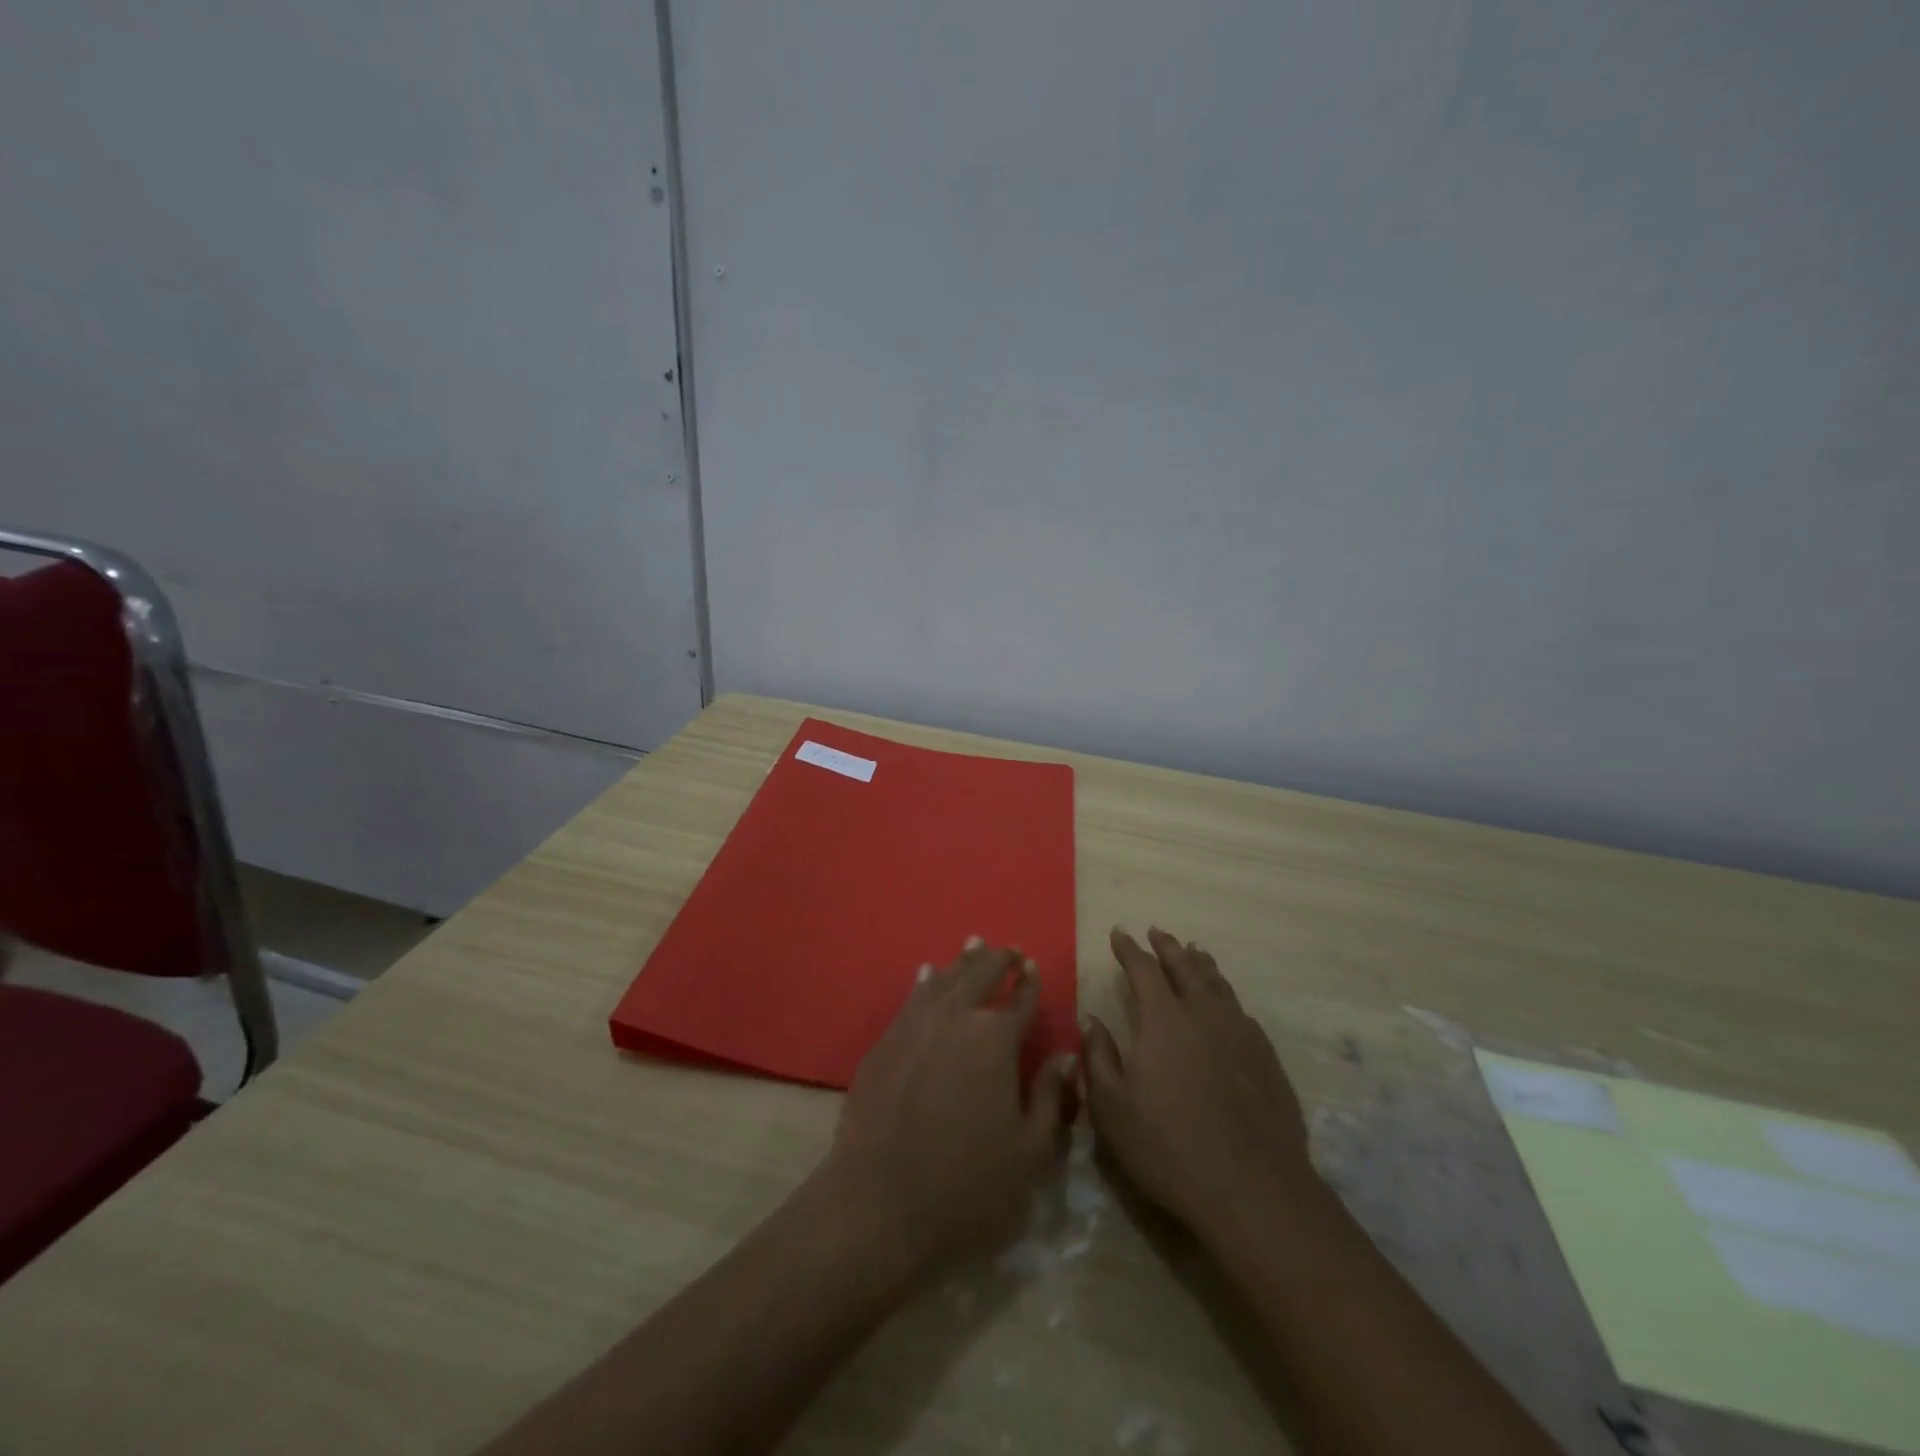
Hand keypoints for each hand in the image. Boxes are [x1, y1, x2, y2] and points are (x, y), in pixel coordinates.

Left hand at [819, 940, 1076, 1280]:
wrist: (879, 1205)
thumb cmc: (967, 1186)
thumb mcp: (1030, 1152)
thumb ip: (1052, 1097)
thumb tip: (1065, 1056)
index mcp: (995, 1039)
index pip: (1020, 999)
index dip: (1030, 981)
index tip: (1034, 967)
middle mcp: (955, 1018)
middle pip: (980, 975)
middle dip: (999, 959)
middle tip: (1010, 950)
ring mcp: (914, 1026)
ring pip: (943, 979)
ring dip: (963, 961)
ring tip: (975, 944)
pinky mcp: (884, 1043)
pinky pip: (910, 999)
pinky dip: (924, 981)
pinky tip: (927, 973)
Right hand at [1084, 928, 1312, 1241]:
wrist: (1253, 1190)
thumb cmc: (1169, 1148)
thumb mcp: (1112, 1108)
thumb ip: (1098, 1057)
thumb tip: (1091, 1020)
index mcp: (1164, 1019)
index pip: (1143, 969)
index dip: (1129, 949)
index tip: (1118, 933)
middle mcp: (1205, 1014)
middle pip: (1185, 966)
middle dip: (1167, 947)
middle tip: (1157, 932)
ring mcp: (1241, 1034)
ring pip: (1218, 985)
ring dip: (1201, 965)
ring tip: (1194, 952)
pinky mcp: (1267, 1059)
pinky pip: (1241, 1012)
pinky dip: (1226, 997)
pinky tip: (1225, 1006)